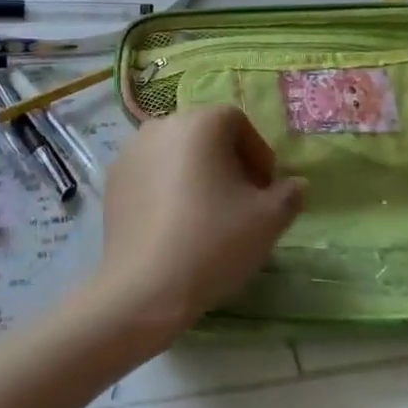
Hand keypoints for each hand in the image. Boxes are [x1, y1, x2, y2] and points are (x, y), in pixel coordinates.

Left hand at [92, 105, 306, 348]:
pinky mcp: (113, 179)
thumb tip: (295, 185)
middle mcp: (161, 125)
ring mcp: (130, 151)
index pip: (237, 122)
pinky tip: (175, 223)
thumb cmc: (214, 242)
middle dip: (227, 161)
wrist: (145, 285)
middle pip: (204, 134)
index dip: (257, 153)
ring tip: (207, 212)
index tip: (266, 188)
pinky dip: (167, 187)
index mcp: (200, 123)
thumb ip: (289, 194)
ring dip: (195, 173)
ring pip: (175, 153)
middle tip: (241, 200)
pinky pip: (150, 173)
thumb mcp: (268, 220)